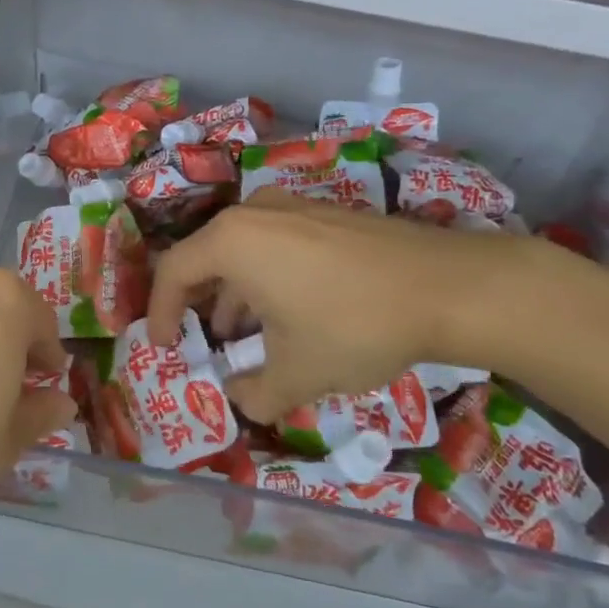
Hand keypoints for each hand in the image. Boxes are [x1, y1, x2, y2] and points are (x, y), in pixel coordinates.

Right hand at [146, 190, 545, 422]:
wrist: (448, 287)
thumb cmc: (354, 325)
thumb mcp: (297, 374)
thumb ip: (254, 394)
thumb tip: (239, 399)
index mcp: (233, 241)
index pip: (173, 272)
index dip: (160, 313)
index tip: (166, 348)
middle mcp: (256, 213)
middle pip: (207, 257)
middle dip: (201, 305)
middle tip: (204, 343)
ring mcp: (295, 208)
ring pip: (245, 251)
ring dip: (237, 295)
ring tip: (249, 338)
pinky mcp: (328, 215)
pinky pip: (277, 245)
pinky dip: (268, 279)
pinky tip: (292, 315)